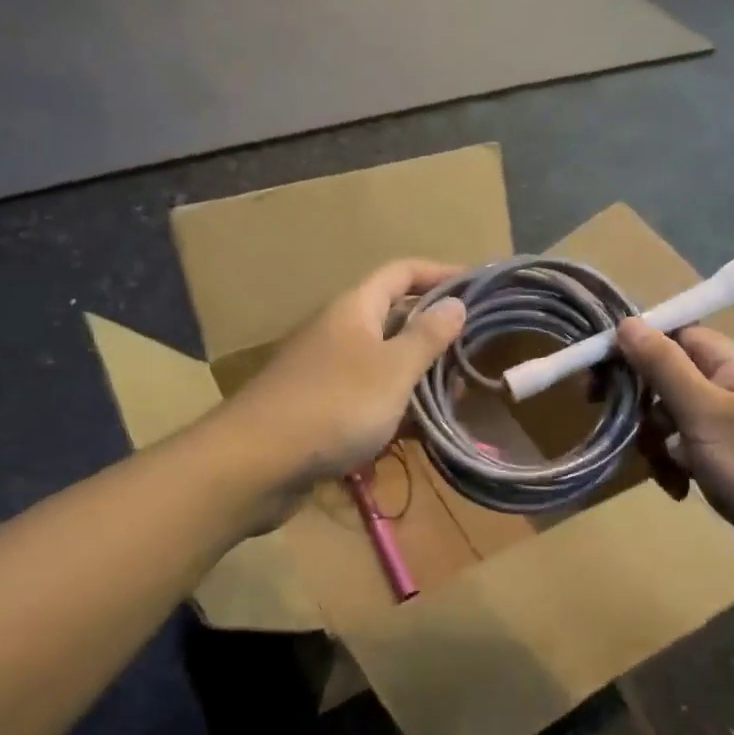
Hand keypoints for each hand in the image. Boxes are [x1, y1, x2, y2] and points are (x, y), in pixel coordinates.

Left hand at [221, 259, 466, 497]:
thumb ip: (426, 337)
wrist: (256, 462)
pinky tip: (419, 429)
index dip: (440, 273)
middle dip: (434, 331)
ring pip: (382, 361)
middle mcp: (338, 331)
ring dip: (417, 373)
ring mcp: (326, 370)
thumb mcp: (392, 370)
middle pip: (393, 316)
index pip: (402, 272)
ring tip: (456, 393)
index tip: (477, 286)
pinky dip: (394, 405)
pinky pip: (366, 396)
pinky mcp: (319, 407)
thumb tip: (455, 303)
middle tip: (473, 350)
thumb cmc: (335, 405)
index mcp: (354, 308)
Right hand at [615, 319, 733, 611]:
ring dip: (657, 443)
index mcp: (732, 364)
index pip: (672, 336)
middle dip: (642, 406)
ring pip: (673, 420)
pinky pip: (689, 453)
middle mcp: (733, 389)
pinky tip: (679, 491)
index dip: (633, 349)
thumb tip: (627, 321)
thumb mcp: (705, 413)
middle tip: (621, 428)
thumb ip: (663, 366)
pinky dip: (677, 468)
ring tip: (666, 472)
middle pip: (667, 379)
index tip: (597, 377)